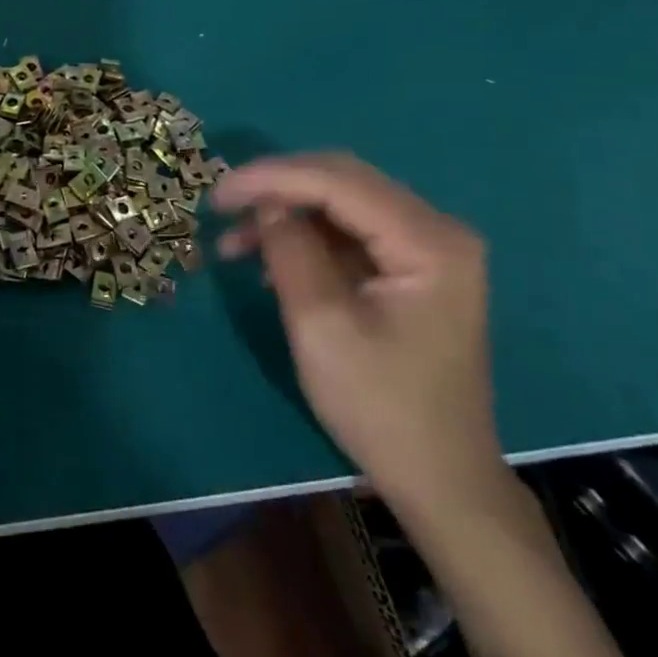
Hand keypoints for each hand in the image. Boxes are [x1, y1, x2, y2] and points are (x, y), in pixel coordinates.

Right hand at [213, 153, 500, 518]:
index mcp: (429, 241)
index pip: (338, 181)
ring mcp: (428, 248)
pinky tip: (270, 260)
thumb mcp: (321, 326)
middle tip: (222, 206)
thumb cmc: (381, 408)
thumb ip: (290, 251)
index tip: (217, 193)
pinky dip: (305, 237)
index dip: (272, 178)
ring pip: (342, 203)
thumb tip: (265, 203)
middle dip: (277, 188)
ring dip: (286, 213)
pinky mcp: (412, 268)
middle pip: (343, 180)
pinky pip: (350, 231)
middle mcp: (437, 230)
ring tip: (235, 244)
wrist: (440, 479)